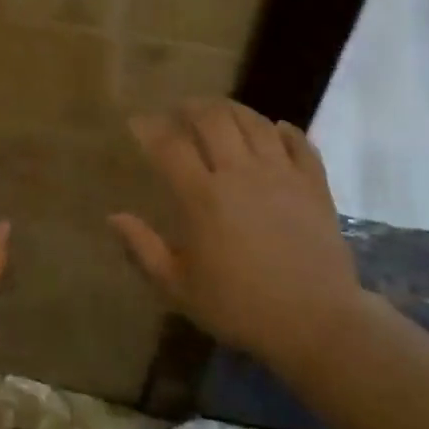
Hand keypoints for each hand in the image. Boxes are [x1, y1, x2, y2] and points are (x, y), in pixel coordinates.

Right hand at [110, 100, 361, 370]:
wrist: (314, 321)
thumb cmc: (239, 307)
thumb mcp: (179, 288)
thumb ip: (143, 249)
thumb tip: (114, 217)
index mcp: (202, 196)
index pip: (169, 145)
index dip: (150, 128)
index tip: (138, 123)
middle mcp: (240, 173)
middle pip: (213, 120)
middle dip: (192, 107)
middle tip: (181, 110)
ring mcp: (281, 174)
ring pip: (255, 122)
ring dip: (233, 110)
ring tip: (220, 112)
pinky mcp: (314, 183)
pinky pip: (300, 143)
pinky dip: (285, 130)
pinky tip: (276, 129)